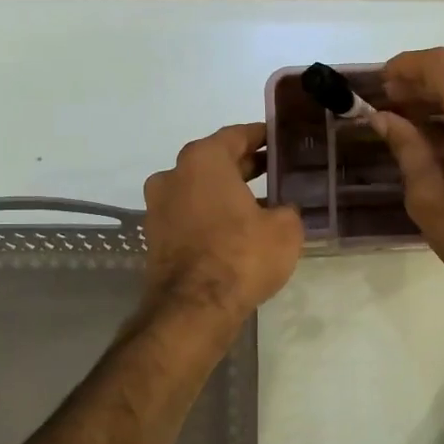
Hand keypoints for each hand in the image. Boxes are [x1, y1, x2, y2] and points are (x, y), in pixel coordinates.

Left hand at [142, 123, 303, 325]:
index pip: (236, 135)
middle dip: (245, 166)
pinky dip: (212, 215)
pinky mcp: (156, 236)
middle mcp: (173, 175)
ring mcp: (159, 207)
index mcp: (203, 160)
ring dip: (227, 192)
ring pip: (200, 189)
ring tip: (261, 203)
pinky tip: (237, 230)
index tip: (279, 140)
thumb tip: (281, 210)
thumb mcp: (285, 228)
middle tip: (275, 170)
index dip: (261, 136)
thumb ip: (287, 209)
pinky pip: (190, 214)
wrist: (194, 308)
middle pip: (215, 162)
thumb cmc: (242, 255)